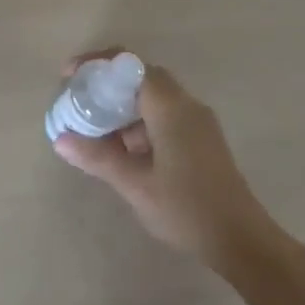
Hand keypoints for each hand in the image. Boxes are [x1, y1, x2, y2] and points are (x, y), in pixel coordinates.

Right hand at [52, 54, 270, 269]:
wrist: (243, 241)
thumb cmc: (186, 208)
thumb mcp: (135, 184)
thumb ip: (97, 157)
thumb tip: (60, 139)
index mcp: (169, 105)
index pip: (127, 64)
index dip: (96, 63)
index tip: (70, 77)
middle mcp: (185, 103)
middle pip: (138, 76)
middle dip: (105, 85)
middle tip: (79, 102)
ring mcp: (197, 121)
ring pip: (151, 97)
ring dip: (121, 106)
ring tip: (94, 130)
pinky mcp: (202, 139)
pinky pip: (163, 114)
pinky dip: (138, 122)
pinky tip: (123, 151)